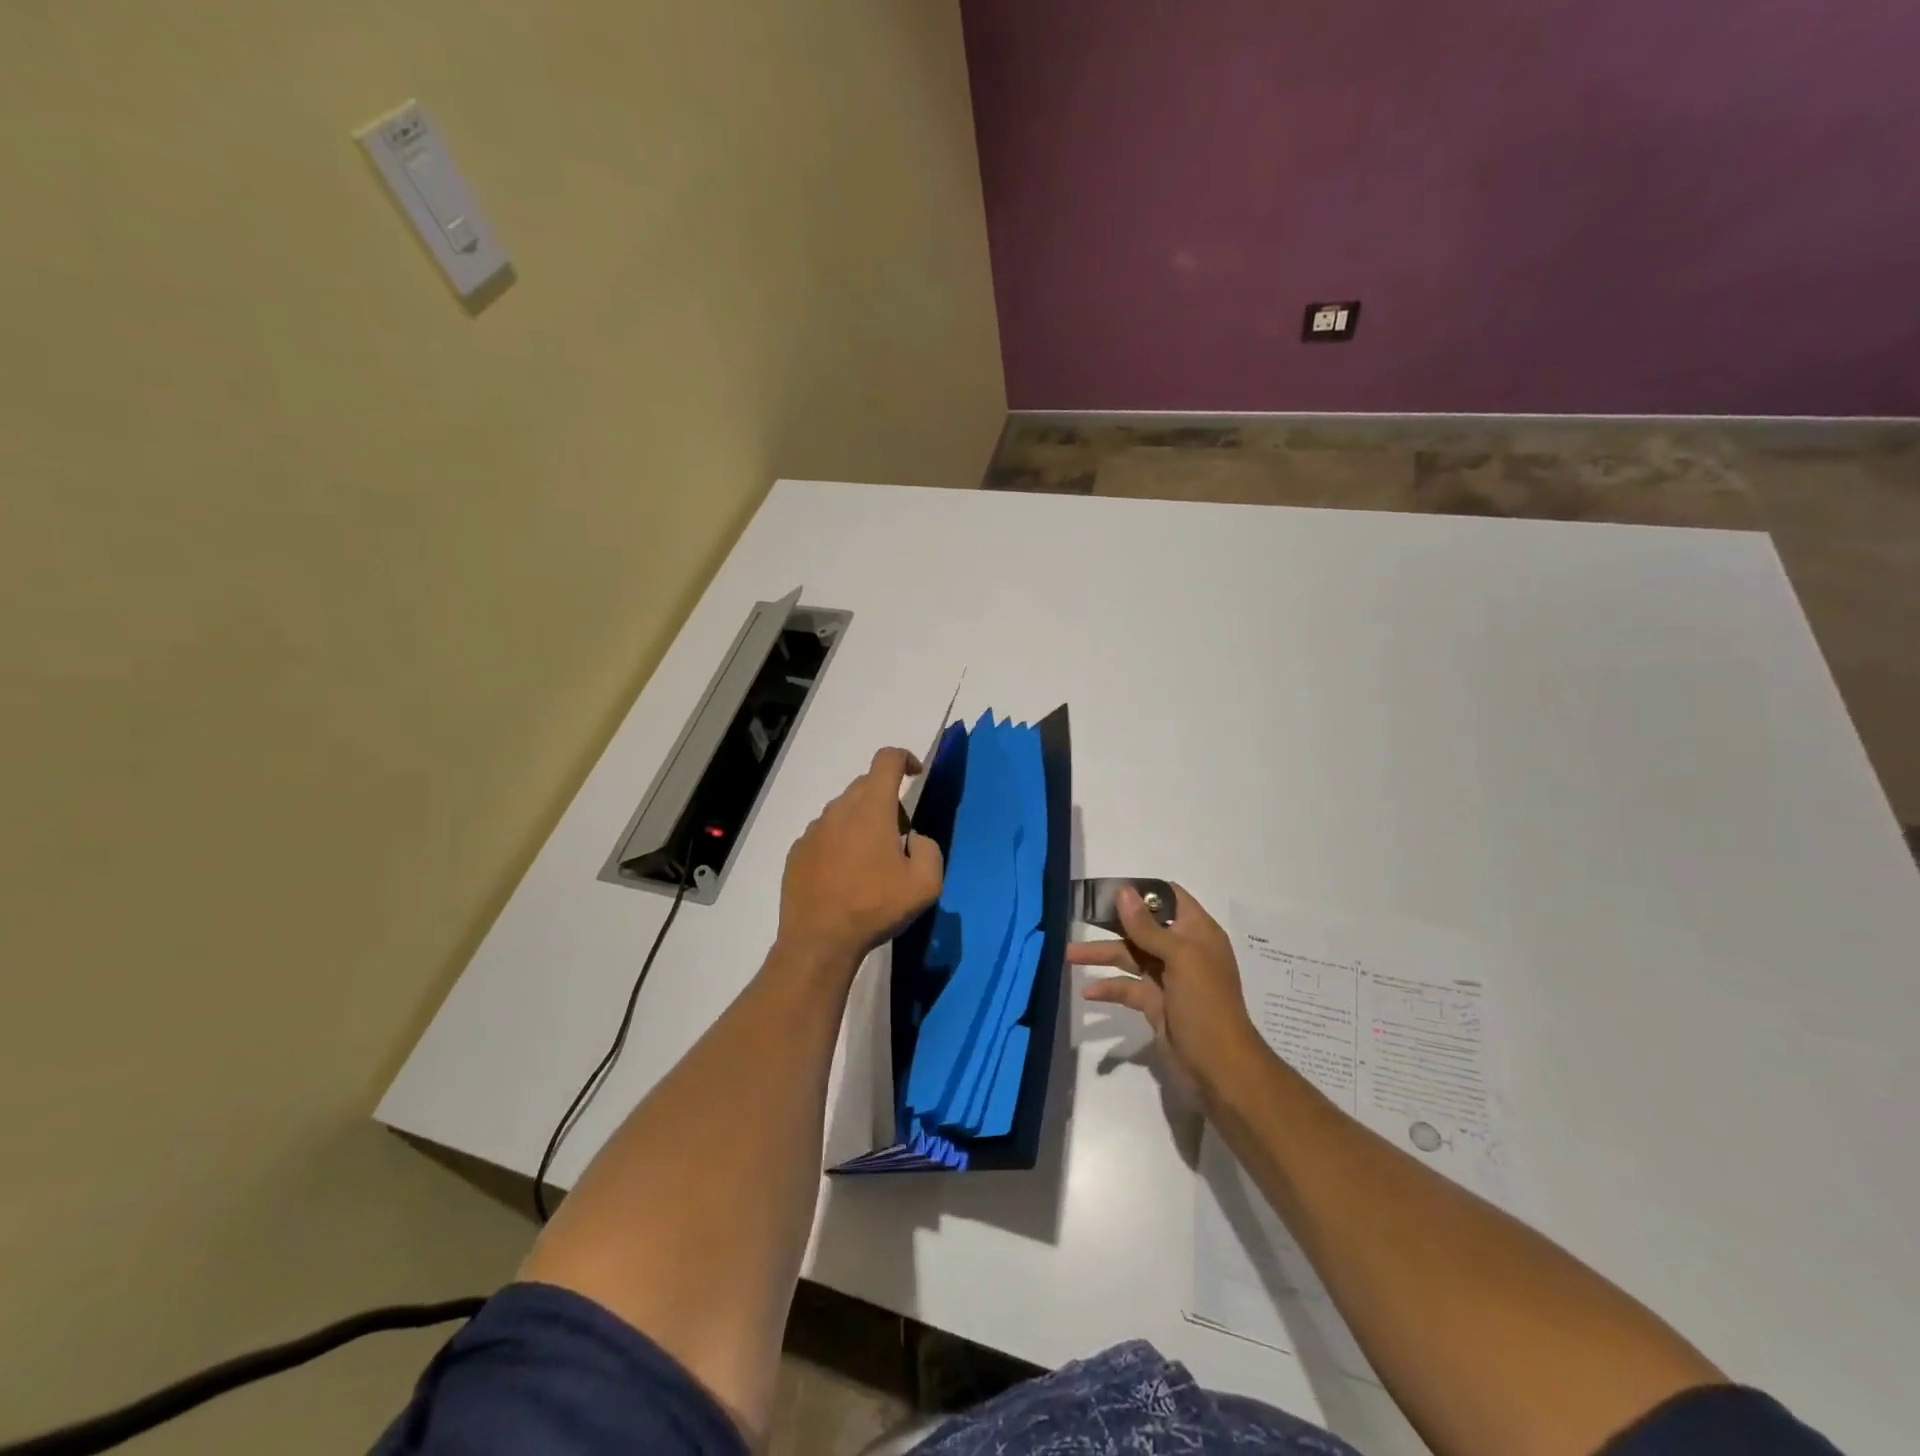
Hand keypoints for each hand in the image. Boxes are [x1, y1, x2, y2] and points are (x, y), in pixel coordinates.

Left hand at [777, 747, 943, 971]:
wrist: (819, 941)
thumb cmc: (875, 908)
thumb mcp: (925, 884)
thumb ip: (929, 849)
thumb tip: (914, 839)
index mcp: (871, 809)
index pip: (886, 760)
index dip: (904, 758)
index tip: (915, 774)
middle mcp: (839, 810)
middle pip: (866, 786)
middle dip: (887, 800)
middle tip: (899, 837)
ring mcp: (813, 830)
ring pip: (843, 811)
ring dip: (861, 823)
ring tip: (870, 863)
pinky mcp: (797, 852)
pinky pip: (824, 835)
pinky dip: (839, 843)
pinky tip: (844, 877)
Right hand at [1068, 885, 1264, 1102]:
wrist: (1219, 1069)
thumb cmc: (1206, 1004)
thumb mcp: (1180, 958)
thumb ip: (1148, 927)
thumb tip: (1123, 891)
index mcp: (1197, 933)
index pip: (1170, 898)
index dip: (1142, 891)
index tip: (1109, 890)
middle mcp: (1183, 951)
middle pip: (1142, 927)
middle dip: (1112, 922)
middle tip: (1079, 916)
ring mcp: (1168, 979)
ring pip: (1130, 957)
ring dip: (1102, 955)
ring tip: (1068, 955)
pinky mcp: (1155, 1004)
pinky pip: (1127, 988)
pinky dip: (1108, 987)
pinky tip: (1088, 992)